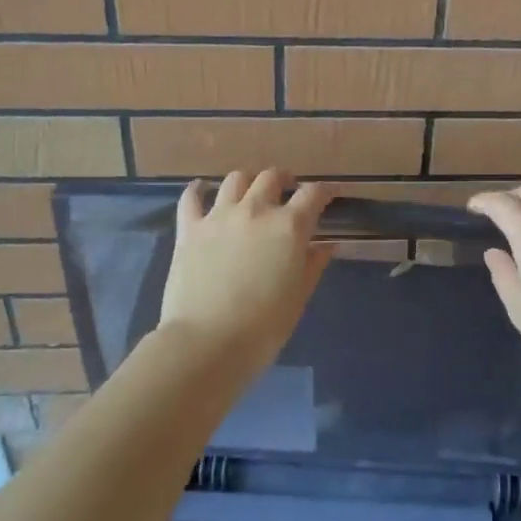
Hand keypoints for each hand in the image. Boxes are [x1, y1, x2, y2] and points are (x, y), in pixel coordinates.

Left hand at [157, 170, 335, 377]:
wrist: (206, 343)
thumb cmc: (263, 327)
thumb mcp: (298, 297)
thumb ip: (313, 265)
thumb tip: (326, 245)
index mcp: (288, 227)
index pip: (313, 194)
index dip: (325, 190)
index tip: (330, 194)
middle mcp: (255, 210)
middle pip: (271, 177)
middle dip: (284, 179)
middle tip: (288, 190)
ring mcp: (219, 216)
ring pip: (236, 179)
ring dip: (248, 181)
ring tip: (250, 192)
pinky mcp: (189, 229)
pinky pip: (191, 198)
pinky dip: (198, 190)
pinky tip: (201, 189)